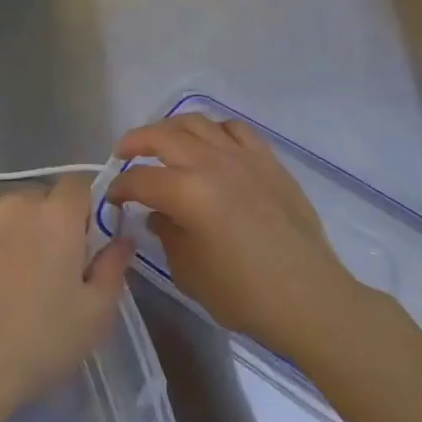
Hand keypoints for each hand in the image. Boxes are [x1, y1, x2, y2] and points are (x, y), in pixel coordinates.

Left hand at [0, 176, 136, 421]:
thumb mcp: (94, 316)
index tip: (80, 244)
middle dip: (45, 222)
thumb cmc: (38, 344)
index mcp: (60, 217)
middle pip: (39, 196)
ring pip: (1, 202)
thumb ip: (113, 269)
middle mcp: (19, 201)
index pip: (78, 187)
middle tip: (42, 266)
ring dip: (7, 223)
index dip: (82, 211)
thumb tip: (123, 237)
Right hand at [108, 114, 363, 361]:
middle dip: (135, 142)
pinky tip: (208, 144)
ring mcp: (242, 157)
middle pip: (162, 136)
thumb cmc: (243, 294)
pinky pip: (234, 129)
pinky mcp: (268, 160)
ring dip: (170, 128)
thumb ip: (166, 234)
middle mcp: (211, 163)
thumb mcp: (189, 271)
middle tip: (123, 155)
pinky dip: (213, 130)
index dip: (119, 187)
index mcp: (187, 192)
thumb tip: (158, 215)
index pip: (140, 179)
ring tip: (161, 142)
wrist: (309, 298)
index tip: (111, 197)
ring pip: (196, 122)